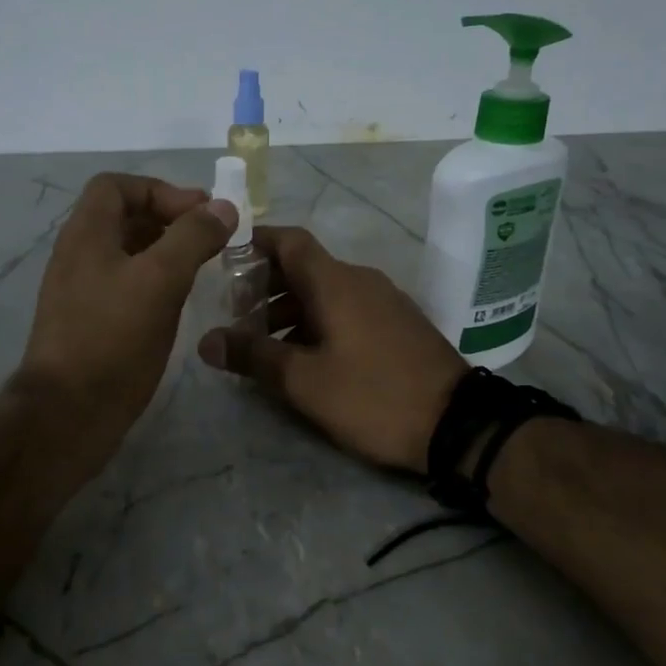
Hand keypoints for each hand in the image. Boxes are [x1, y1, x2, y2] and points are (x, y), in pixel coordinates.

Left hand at [16, 173, 236, 459]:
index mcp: (85, 234)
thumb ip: (192, 237)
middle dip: (168, 219)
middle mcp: (77, 256)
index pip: (116, 186)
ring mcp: (80, 291)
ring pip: (125, 254)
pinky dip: (153, 282)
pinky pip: (123, 286)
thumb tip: (222, 207)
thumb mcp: (160, 280)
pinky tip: (177, 303)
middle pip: (122, 217)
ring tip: (202, 268)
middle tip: (210, 238)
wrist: (68, 413)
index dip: (159, 190)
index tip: (198, 213)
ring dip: (164, 251)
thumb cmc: (113, 339)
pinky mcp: (88, 323)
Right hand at [196, 226, 465, 472]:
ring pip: (325, 292)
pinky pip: (346, 309)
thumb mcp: (304, 381)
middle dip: (265, 285)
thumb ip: (253, 356)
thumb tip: (206, 341)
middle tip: (234, 313)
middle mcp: (361, 281)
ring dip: (289, 309)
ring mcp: (384, 302)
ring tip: (262, 342)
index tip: (225, 255)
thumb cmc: (373, 396)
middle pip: (304, 267)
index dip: (256, 241)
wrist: (458, 424)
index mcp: (336, 283)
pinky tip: (303, 356)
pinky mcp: (397, 325)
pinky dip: (316, 321)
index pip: (290, 241)